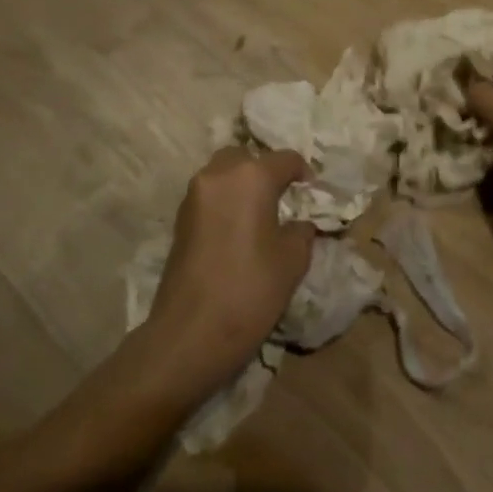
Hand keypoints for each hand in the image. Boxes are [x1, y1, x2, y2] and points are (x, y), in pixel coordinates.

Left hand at [143, 148, 315, 392]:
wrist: (190, 334)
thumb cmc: (251, 289)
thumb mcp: (293, 260)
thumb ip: (301, 231)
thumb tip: (299, 224)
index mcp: (251, 176)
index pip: (285, 159)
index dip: (304, 173)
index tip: (313, 192)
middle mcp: (219, 175)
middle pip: (246, 157)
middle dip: (266, 171)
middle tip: (283, 197)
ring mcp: (194, 196)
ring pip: (223, 173)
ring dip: (242, 185)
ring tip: (261, 213)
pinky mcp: (180, 220)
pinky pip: (209, 196)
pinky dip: (226, 202)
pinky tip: (239, 230)